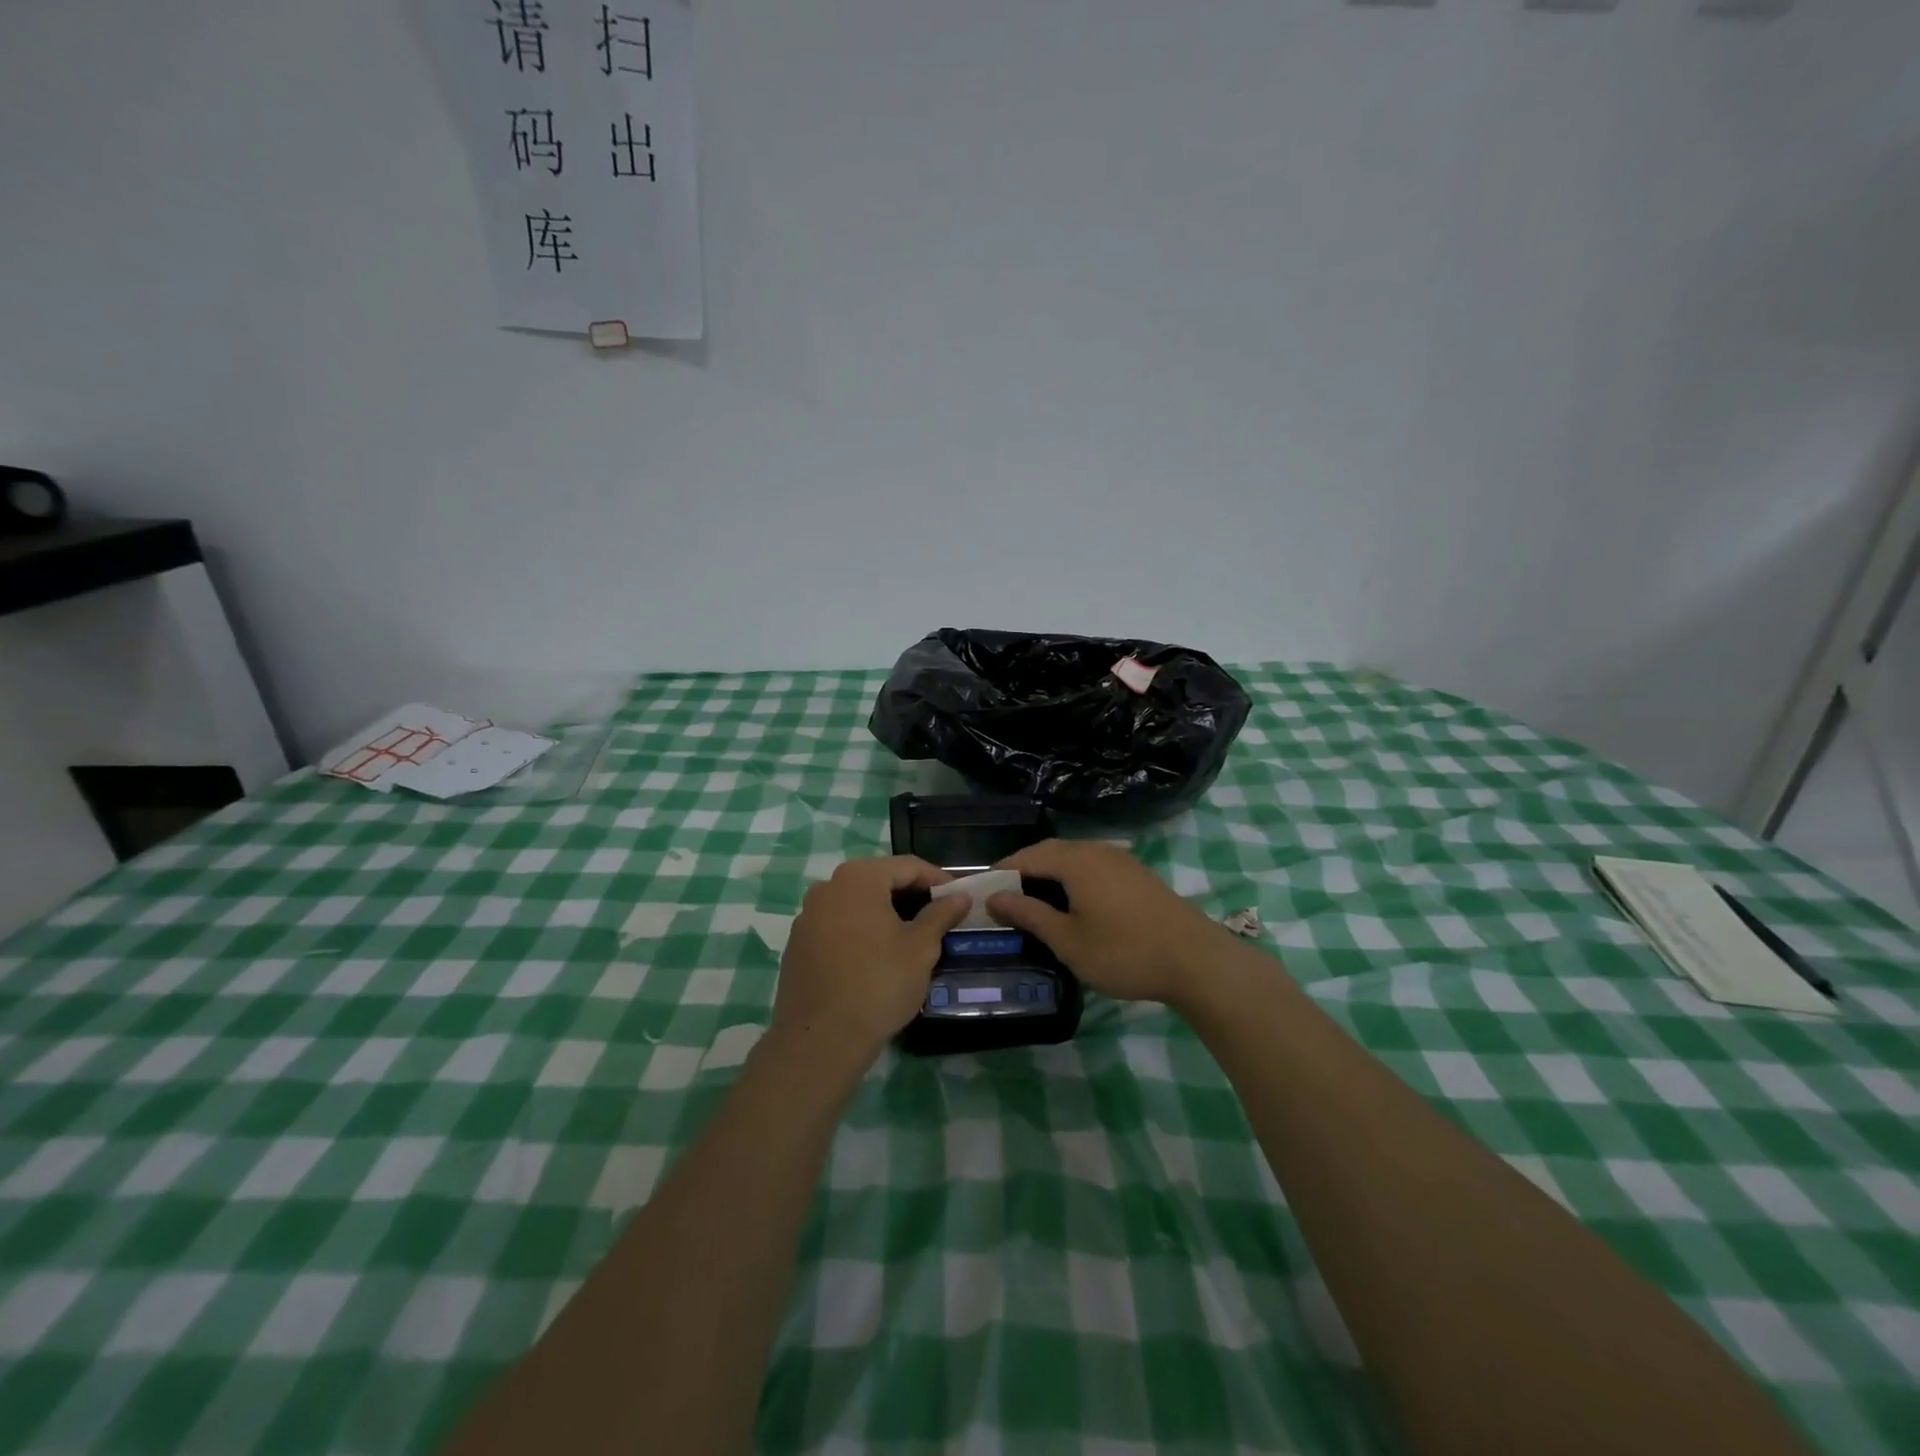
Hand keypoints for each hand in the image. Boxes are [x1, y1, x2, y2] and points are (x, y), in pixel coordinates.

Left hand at [772, 856, 971, 1068]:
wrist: (820, 1040)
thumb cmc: (878, 985)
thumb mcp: (921, 949)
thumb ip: (941, 915)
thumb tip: (960, 896)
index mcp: (859, 878)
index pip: (907, 866)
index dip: (938, 879)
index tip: (959, 897)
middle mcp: (827, 887)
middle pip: (879, 880)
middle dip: (911, 895)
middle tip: (939, 916)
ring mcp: (808, 915)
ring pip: (856, 903)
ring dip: (885, 913)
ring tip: (911, 937)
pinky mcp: (798, 943)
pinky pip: (837, 924)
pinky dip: (860, 930)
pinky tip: (876, 956)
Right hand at [986, 839, 1234, 1004]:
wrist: (1196, 961)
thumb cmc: (1124, 952)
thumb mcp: (1068, 940)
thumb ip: (1028, 914)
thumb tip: (994, 897)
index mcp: (1075, 861)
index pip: (1026, 857)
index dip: (1001, 873)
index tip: (981, 893)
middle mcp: (1096, 850)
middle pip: (1049, 852)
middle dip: (1023, 871)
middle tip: (1003, 900)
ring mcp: (1120, 860)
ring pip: (1072, 858)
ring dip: (1048, 875)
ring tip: (1033, 904)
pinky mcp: (1136, 874)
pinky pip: (1092, 867)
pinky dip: (1072, 880)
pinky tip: (1071, 905)